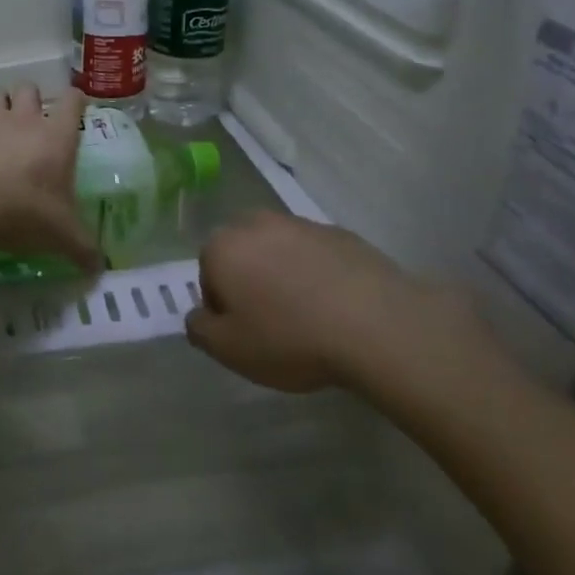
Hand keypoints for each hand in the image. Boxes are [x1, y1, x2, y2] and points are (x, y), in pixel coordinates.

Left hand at [0, 84, 101, 272]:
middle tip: (29, 123)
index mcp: (55, 137)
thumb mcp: (59, 236)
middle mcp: (23, 117)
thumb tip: (100, 269)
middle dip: (31, 100)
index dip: (75, 100)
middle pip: (30, 89)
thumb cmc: (19, 215)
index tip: (74, 106)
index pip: (72, 101)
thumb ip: (83, 249)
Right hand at [185, 212, 496, 395]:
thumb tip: (199, 316)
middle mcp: (257, 223)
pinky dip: (317, 274)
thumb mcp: (229, 350)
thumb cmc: (289, 337)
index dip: (222, 307)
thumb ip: (199, 330)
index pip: (207, 275)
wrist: (375, 323)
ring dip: (283, 276)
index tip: (244, 333)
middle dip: (249, 282)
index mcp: (223, 246)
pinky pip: (315, 255)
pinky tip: (335, 307)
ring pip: (279, 251)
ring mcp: (302, 224)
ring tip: (307, 317)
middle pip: (242, 254)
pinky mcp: (341, 233)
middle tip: (271, 322)